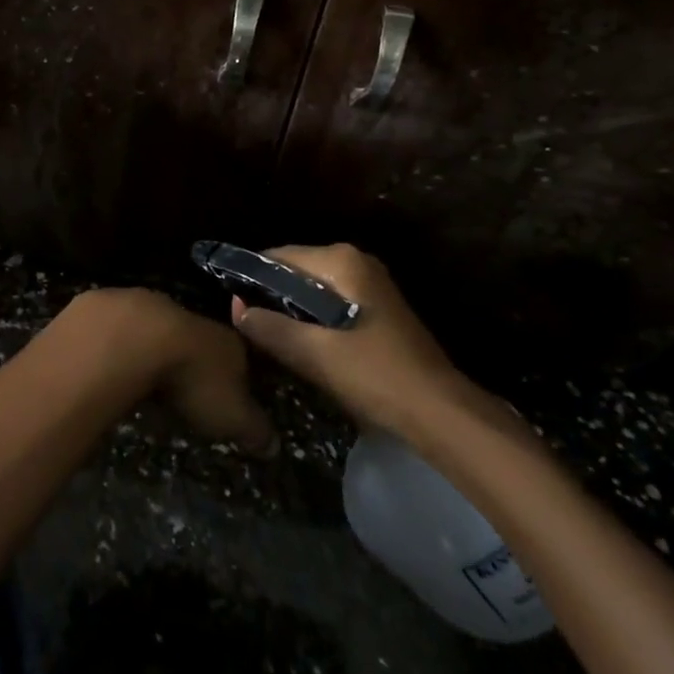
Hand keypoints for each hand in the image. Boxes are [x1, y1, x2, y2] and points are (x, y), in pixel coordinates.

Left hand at [66, 287, 276, 456]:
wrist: (135, 338)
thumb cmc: (193, 379)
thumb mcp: (233, 417)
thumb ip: (255, 429)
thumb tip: (274, 445)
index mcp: (227, 342)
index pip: (242, 357)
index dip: (239, 378)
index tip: (233, 398)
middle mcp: (193, 319)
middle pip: (200, 341)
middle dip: (194, 363)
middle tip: (188, 393)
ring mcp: (152, 308)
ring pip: (162, 331)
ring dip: (158, 352)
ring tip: (151, 381)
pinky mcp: (115, 309)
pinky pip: (126, 331)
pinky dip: (125, 348)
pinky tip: (119, 366)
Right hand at [228, 243, 466, 436]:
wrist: (442, 416)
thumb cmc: (376, 376)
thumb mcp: (314, 354)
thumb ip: (270, 327)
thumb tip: (236, 309)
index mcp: (341, 261)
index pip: (278, 256)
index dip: (251, 279)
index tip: (232, 306)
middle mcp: (356, 263)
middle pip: (296, 272)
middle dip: (272, 297)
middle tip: (248, 326)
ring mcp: (371, 286)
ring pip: (313, 292)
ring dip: (292, 313)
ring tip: (269, 339)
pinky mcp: (378, 312)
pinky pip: (331, 306)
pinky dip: (313, 322)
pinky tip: (303, 348)